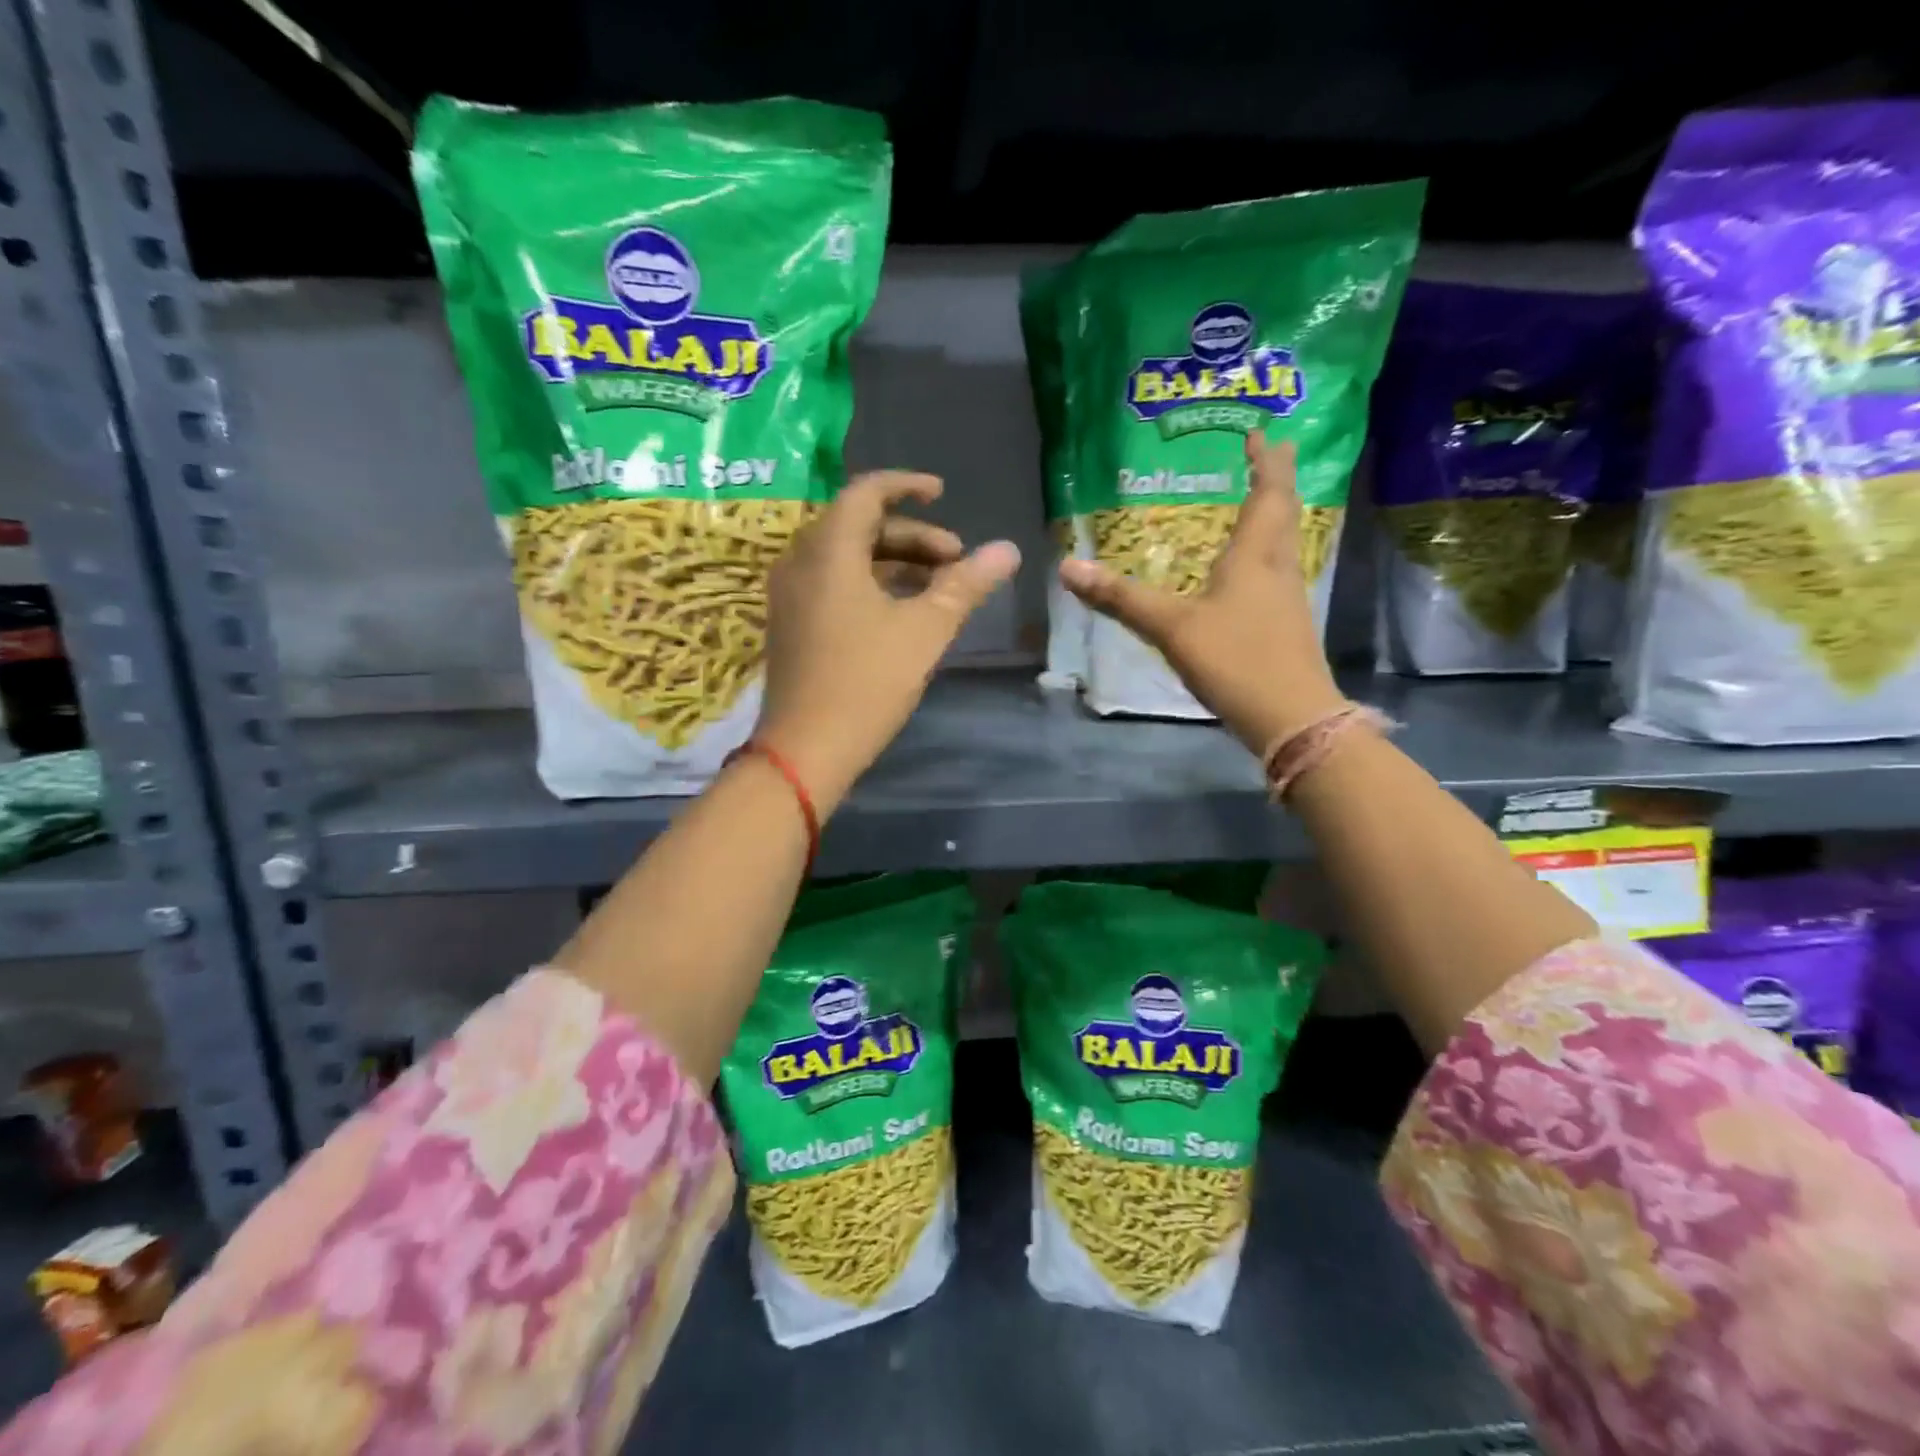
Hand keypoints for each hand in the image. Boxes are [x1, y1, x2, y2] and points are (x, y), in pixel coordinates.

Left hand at [758, 472, 1019, 811]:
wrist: (805, 750)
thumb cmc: (867, 682)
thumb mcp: (925, 630)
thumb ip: (966, 585)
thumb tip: (1008, 550)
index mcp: (828, 550)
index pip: (866, 492)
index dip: (907, 486)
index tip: (943, 493)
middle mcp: (800, 561)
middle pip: (857, 525)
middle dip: (911, 535)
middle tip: (955, 559)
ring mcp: (789, 594)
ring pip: (845, 557)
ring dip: (893, 561)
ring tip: (937, 586)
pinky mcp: (790, 623)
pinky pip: (831, 583)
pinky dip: (869, 583)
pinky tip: (901, 612)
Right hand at [1061, 435, 1343, 755]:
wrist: (1291, 718)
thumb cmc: (1235, 660)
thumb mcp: (1171, 628)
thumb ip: (1121, 599)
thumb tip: (1068, 568)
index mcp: (1255, 556)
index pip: (1268, 493)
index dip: (1267, 461)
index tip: (1263, 433)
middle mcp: (1278, 568)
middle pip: (1282, 513)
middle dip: (1274, 482)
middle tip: (1267, 455)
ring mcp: (1287, 598)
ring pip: (1283, 543)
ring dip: (1272, 517)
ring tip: (1256, 504)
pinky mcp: (1286, 626)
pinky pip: (1275, 573)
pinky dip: (1264, 555)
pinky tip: (1248, 571)